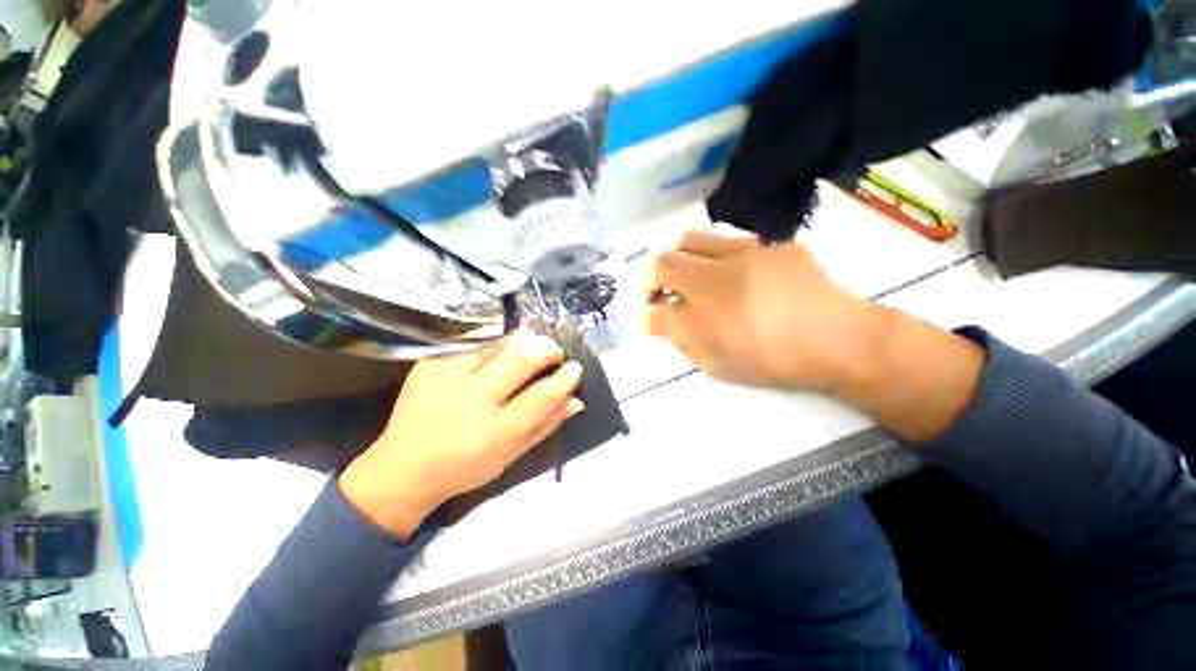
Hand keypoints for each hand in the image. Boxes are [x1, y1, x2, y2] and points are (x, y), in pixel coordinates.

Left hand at [339, 329, 583, 538]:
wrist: (402, 468)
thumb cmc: (465, 466)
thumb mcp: (511, 455)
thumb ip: (546, 425)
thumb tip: (576, 400)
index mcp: (495, 430)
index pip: (543, 394)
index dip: (565, 377)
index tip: (574, 368)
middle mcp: (473, 399)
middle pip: (522, 358)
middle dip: (547, 349)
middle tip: (554, 353)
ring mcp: (448, 375)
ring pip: (499, 342)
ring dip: (523, 342)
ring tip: (528, 351)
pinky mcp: (431, 362)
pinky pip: (475, 341)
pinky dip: (495, 343)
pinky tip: (498, 354)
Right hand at [645, 225, 984, 441]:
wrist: (839, 341)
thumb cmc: (775, 364)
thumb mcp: (720, 369)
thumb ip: (687, 346)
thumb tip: (671, 325)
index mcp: (701, 322)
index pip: (653, 314)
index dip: (647, 318)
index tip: (653, 320)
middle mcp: (712, 282)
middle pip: (660, 265)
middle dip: (651, 280)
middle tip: (660, 292)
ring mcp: (740, 255)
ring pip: (687, 239)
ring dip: (678, 258)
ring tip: (688, 272)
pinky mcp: (766, 243)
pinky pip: (726, 240)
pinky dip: (714, 256)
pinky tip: (730, 270)